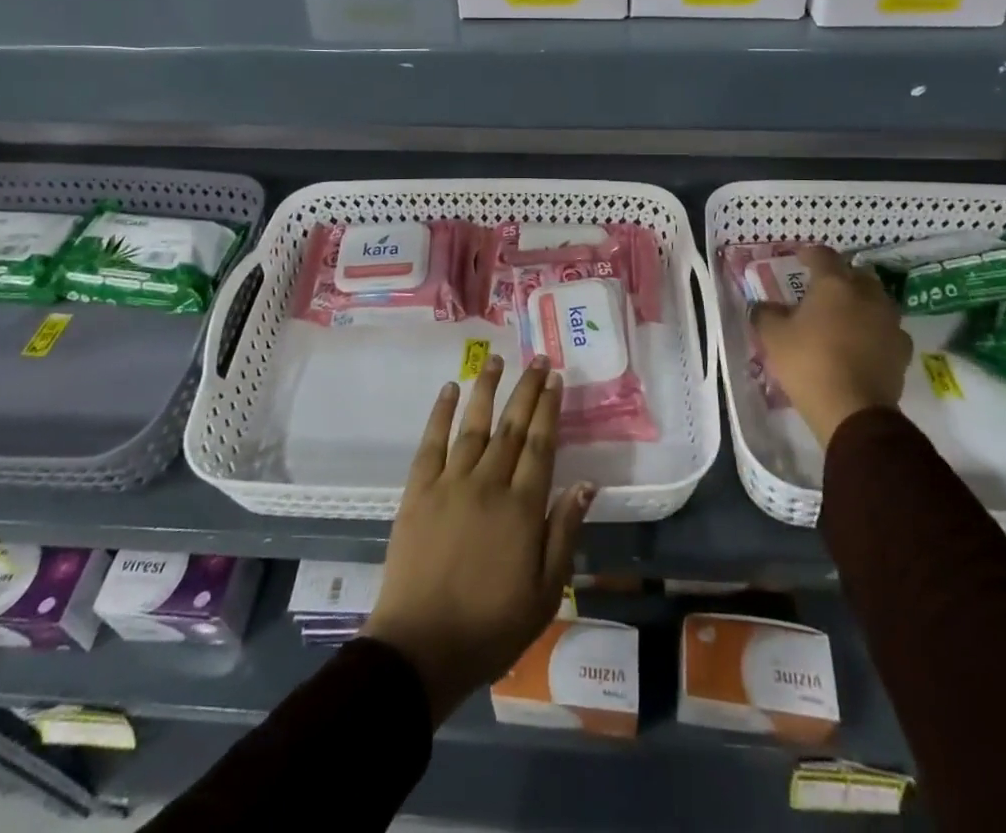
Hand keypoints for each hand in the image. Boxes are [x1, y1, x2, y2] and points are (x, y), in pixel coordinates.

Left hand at [364, 356, 594, 725]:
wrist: (421, 647)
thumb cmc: (491, 626)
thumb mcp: (545, 592)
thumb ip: (564, 532)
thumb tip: (587, 484)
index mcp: (522, 508)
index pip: (541, 444)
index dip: (549, 408)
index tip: (555, 379)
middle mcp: (488, 483)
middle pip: (511, 426)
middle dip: (526, 389)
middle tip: (536, 359)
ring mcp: (450, 483)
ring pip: (473, 425)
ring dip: (486, 389)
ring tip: (495, 359)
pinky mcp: (418, 491)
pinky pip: (431, 442)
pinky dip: (440, 413)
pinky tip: (448, 390)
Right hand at [753, 245, 912, 445]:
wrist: (853, 411)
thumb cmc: (808, 363)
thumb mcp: (773, 337)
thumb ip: (766, 314)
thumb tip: (762, 306)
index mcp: (834, 285)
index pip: (823, 256)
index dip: (810, 254)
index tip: (800, 258)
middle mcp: (867, 295)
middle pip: (857, 274)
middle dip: (841, 277)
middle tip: (824, 289)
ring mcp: (889, 322)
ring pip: (877, 301)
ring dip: (861, 303)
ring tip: (844, 317)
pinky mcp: (902, 350)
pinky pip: (887, 329)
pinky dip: (875, 330)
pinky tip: (863, 343)